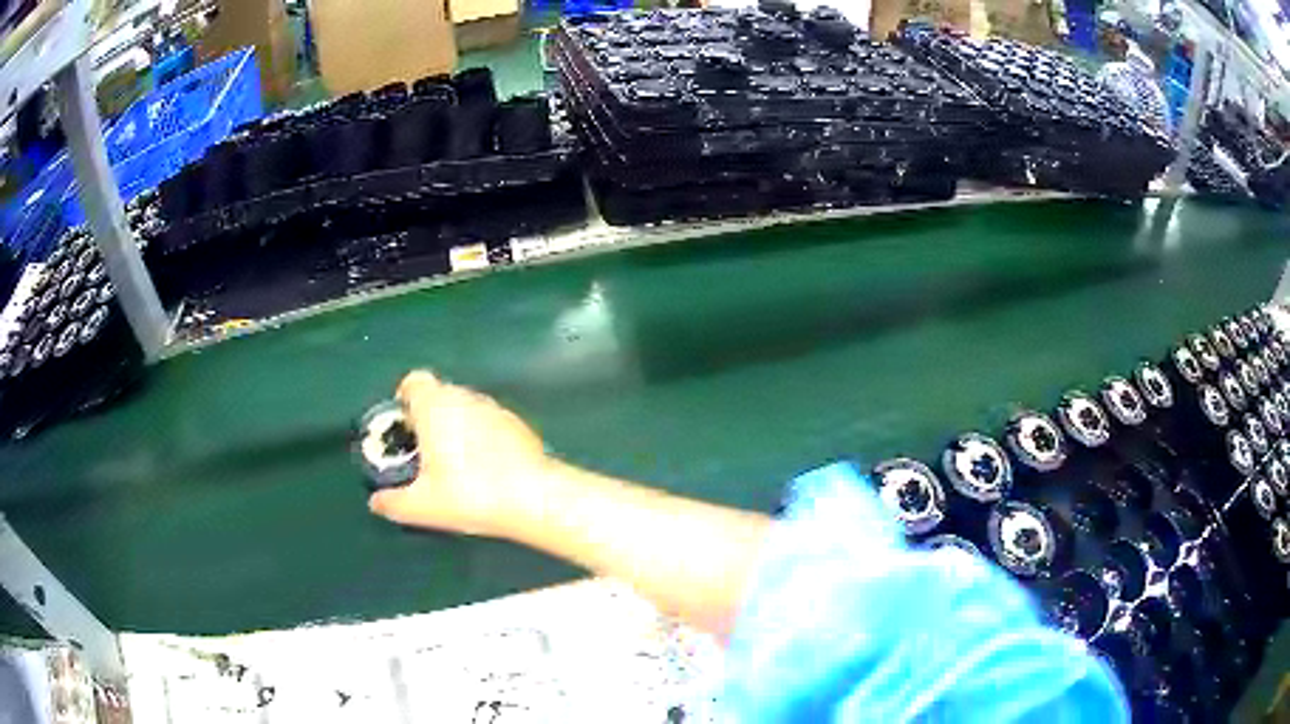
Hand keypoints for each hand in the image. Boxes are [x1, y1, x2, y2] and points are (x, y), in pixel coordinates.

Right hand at [368, 370, 550, 536]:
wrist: (534, 499)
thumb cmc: (470, 495)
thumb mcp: (422, 506)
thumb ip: (393, 502)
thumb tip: (376, 502)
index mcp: (436, 405)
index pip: (413, 382)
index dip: (404, 401)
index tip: (402, 429)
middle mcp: (465, 397)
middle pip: (438, 395)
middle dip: (427, 419)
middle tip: (423, 454)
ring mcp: (495, 408)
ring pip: (465, 408)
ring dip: (455, 427)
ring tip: (454, 466)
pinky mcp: (518, 424)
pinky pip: (488, 423)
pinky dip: (481, 437)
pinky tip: (485, 470)